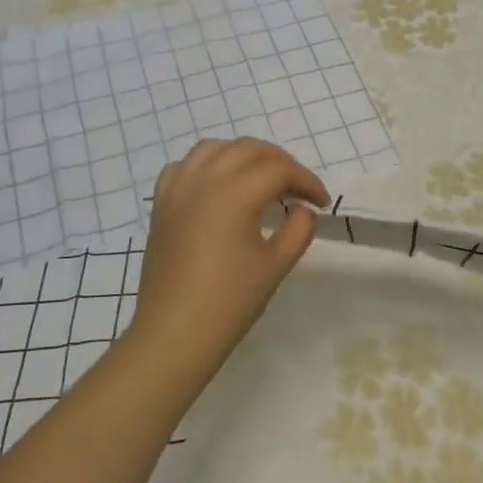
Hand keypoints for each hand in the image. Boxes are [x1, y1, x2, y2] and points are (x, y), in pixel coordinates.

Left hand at [127, 138, 329, 378]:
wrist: (175, 333)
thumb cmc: (230, 301)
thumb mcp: (276, 265)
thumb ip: (298, 230)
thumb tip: (303, 210)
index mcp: (234, 193)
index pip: (280, 170)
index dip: (307, 181)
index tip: (321, 203)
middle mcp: (203, 180)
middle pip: (248, 149)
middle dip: (279, 162)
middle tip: (298, 188)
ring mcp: (177, 190)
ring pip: (214, 148)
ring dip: (243, 156)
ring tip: (260, 179)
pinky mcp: (161, 205)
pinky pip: (184, 167)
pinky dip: (207, 165)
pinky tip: (218, 186)